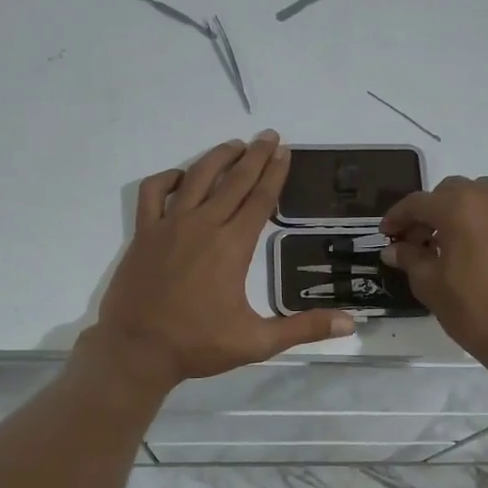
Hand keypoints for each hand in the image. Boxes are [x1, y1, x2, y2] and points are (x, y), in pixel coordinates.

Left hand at [88, 131, 353, 389]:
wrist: (136, 351)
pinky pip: (153, 192)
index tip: (285, 151)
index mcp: (232, 246)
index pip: (260, 199)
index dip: (275, 173)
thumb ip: (304, 328)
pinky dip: (168, 178)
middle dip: (255, 155)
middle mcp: (203, 226)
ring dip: (218, 157)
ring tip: (235, 144)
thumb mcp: (257, 342)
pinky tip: (182, 176)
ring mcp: (169, 226)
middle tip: (270, 136)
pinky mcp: (144, 233)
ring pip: (197, 177)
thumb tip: (350, 324)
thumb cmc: (198, 345)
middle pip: (234, 180)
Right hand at [381, 176, 487, 368]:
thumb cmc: (475, 310)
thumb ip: (410, 259)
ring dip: (462, 212)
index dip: (397, 217)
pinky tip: (484, 255)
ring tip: (453, 244)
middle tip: (419, 240)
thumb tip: (394, 249)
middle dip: (431, 211)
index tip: (386, 234)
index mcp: (460, 207)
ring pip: (483, 197)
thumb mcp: (430, 286)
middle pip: (452, 192)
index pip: (419, 202)